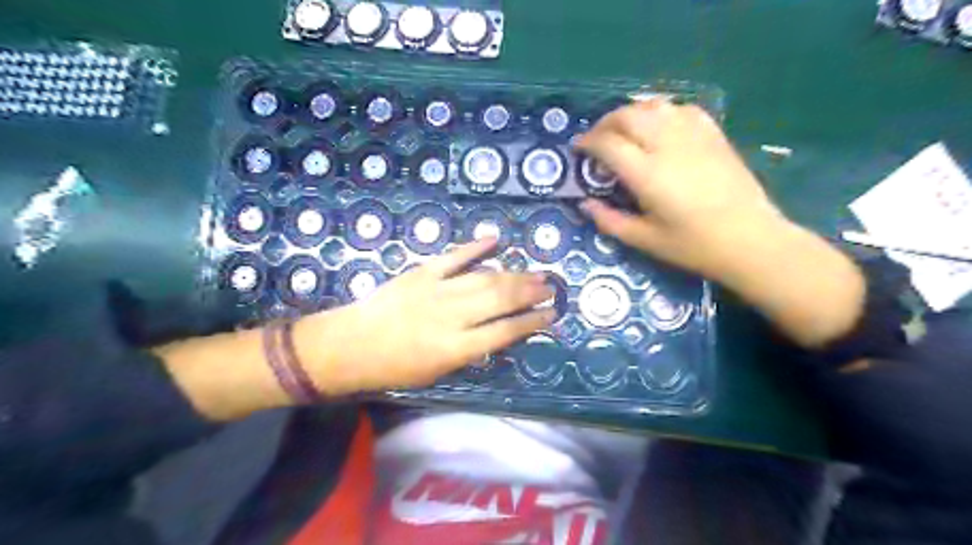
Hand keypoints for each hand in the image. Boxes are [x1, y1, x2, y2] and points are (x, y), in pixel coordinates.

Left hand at [294, 238, 553, 395]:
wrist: (351, 346)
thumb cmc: (395, 368)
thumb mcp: (437, 372)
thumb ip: (471, 350)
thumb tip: (498, 332)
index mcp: (456, 348)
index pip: (505, 331)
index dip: (532, 322)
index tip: (552, 314)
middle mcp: (452, 316)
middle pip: (500, 299)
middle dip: (530, 292)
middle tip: (551, 286)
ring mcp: (437, 290)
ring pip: (484, 277)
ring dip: (513, 274)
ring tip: (536, 272)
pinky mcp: (422, 273)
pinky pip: (454, 257)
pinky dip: (475, 246)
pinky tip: (495, 239)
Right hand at [576, 98, 780, 279]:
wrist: (750, 239)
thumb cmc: (694, 245)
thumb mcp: (645, 240)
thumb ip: (610, 221)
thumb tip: (586, 204)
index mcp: (647, 173)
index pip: (608, 143)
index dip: (587, 142)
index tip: (578, 149)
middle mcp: (667, 145)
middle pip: (628, 115)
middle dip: (605, 123)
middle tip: (596, 139)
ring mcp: (693, 135)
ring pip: (653, 105)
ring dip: (630, 113)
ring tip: (622, 130)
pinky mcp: (713, 134)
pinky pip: (681, 109)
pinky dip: (661, 111)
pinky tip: (658, 126)